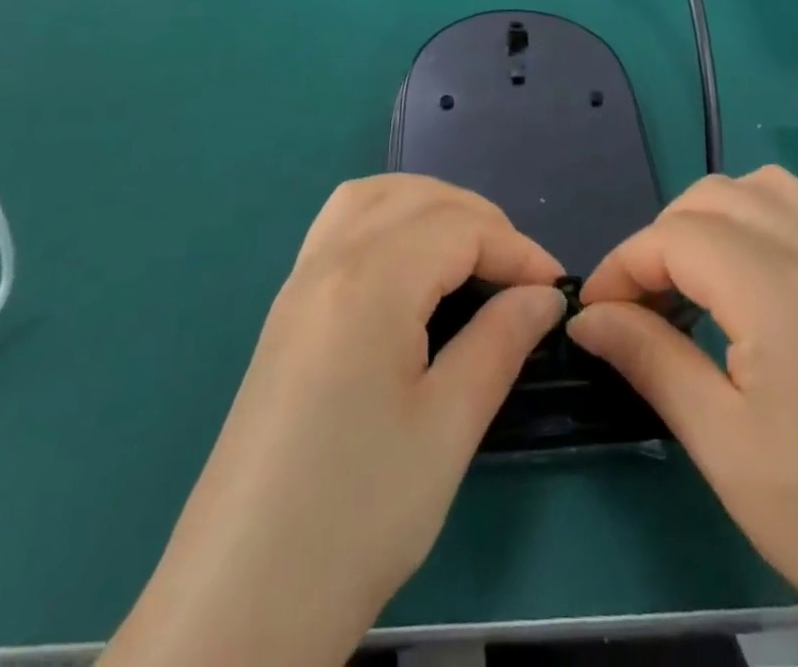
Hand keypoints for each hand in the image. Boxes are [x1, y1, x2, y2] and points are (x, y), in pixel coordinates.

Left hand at [103, 175, 564, 666]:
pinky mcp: (286, 310)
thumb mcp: (448, 427)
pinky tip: (410, 265)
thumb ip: (501, 341)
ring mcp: (298, 282)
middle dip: (481, 220)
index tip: (557, 289)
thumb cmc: (357, 513)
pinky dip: (388, 218)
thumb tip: (545, 296)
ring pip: (372, 197)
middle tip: (521, 275)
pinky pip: (341, 224)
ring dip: (430, 206)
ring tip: (471, 253)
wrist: (240, 600)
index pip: (461, 228)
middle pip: (418, 198)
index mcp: (370, 281)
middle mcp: (329, 260)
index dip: (518, 250)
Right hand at [569, 167, 797, 666]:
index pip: (677, 237)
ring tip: (694, 279)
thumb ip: (650, 361)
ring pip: (762, 186)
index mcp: (784, 297)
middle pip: (714, 196)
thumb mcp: (724, 448)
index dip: (624, 264)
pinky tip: (754, 272)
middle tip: (642, 302)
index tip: (596, 311)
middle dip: (662, 237)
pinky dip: (761, 216)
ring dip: (712, 216)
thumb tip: (588, 317)